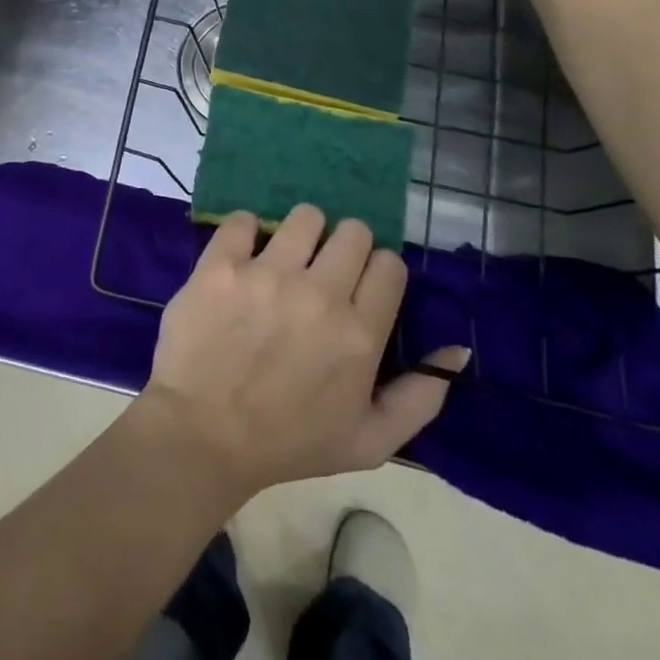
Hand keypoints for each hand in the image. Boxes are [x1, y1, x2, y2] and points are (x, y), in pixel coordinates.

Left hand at [138, 205, 467, 502]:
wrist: (202, 438)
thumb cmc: (288, 443)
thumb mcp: (369, 442)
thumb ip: (420, 396)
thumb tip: (458, 348)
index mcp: (360, 334)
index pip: (389, 264)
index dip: (377, 273)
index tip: (359, 288)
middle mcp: (320, 295)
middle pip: (353, 231)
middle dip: (344, 247)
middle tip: (323, 272)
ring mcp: (268, 274)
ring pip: (305, 216)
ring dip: (301, 234)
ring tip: (285, 260)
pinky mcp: (222, 265)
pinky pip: (244, 220)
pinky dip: (247, 233)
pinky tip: (243, 257)